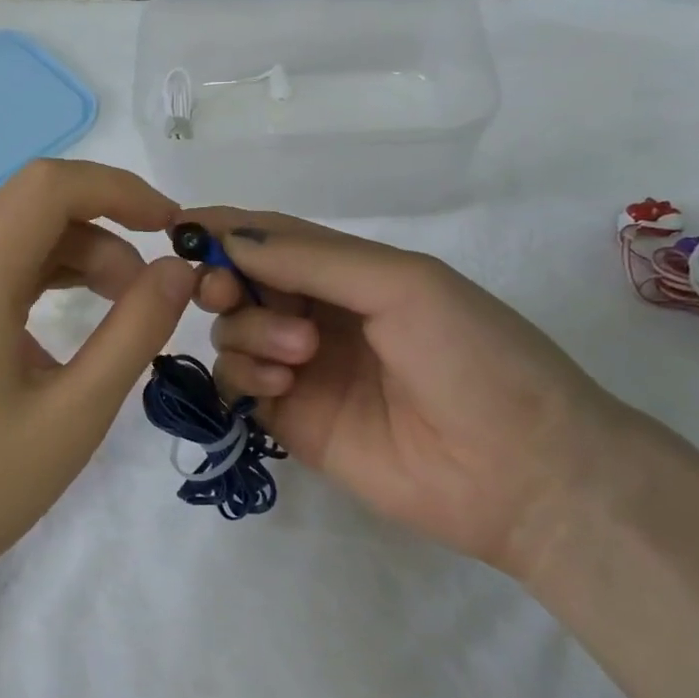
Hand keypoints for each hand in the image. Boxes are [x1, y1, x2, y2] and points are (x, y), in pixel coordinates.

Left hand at [0, 161, 197, 584]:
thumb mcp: (79, 410)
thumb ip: (136, 330)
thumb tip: (179, 269)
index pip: (48, 187)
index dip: (118, 189)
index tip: (170, 226)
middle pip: (36, 202)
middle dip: (107, 225)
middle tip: (153, 284)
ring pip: (24, 232)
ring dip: (84, 252)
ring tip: (129, 306)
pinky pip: (6, 266)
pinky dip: (55, 274)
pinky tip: (85, 317)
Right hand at [189, 211, 643, 578]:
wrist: (520, 471)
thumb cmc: (473, 356)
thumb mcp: (402, 285)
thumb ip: (313, 259)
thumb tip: (230, 238)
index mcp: (352, 272)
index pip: (274, 238)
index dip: (226, 228)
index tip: (178, 226)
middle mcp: (320, 314)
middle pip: (241, 283)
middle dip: (223, 280)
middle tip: (225, 291)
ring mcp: (303, 369)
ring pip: (232, 332)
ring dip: (247, 330)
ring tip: (298, 354)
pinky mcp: (291, 420)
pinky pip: (238, 384)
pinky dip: (243, 374)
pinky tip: (281, 385)